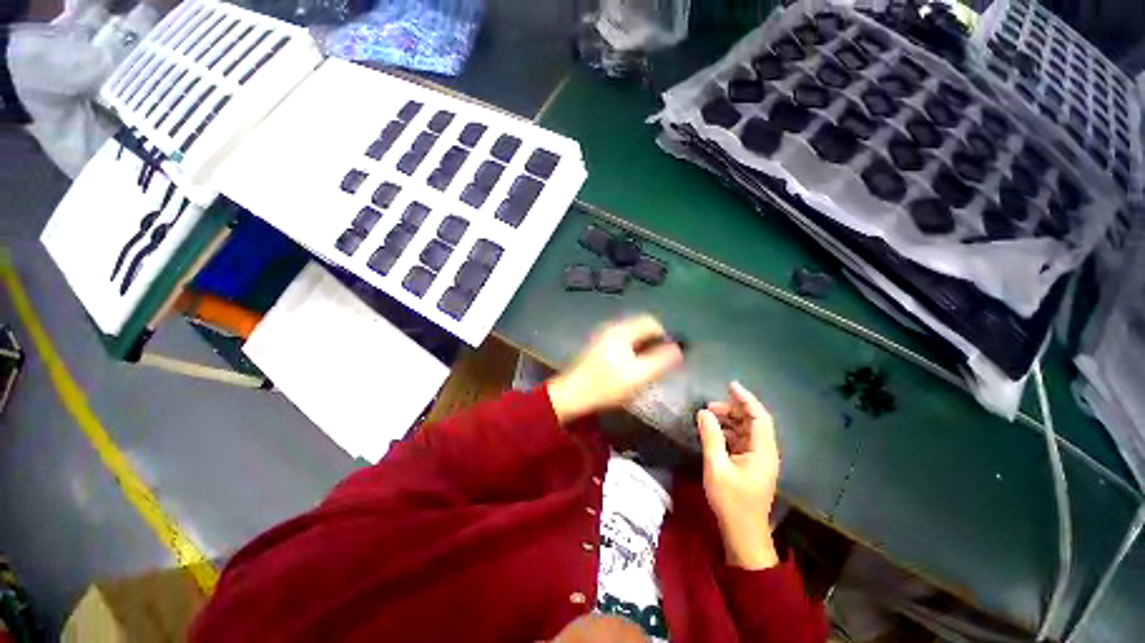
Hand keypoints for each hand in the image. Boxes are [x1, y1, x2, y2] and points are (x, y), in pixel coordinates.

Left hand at [547, 315, 683, 422]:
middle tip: (661, 362)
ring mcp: (604, 337)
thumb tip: (679, 350)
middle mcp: (612, 328)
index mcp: (622, 331)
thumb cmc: (606, 386)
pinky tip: (632, 368)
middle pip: (641, 328)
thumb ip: (661, 361)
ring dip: (644, 347)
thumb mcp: (638, 376)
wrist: (572, 394)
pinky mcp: (599, 347)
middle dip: (655, 342)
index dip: (665, 335)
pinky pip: (623, 342)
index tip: (671, 353)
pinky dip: (633, 351)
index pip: (650, 322)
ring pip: (632, 336)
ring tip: (649, 367)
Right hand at [697, 382, 780, 569]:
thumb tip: (703, 412)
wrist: (743, 534)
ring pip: (746, 431)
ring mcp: (759, 460)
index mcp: (762, 451)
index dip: (746, 399)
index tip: (730, 385)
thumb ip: (710, 436)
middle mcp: (765, 452)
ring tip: (708, 417)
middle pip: (752, 422)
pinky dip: (728, 433)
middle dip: (732, 410)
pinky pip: (741, 442)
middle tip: (709, 407)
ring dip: (729, 421)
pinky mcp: (751, 466)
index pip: (758, 416)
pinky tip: (713, 433)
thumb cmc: (731, 501)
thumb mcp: (716, 466)